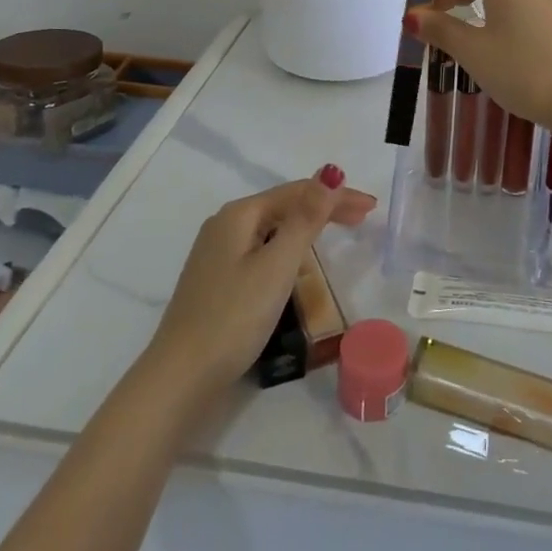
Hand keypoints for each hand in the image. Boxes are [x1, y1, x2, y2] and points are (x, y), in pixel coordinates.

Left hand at [147, 167, 375, 403]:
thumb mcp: (277, 266)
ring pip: (273, 227)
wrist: (180, 377)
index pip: (297, 192)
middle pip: (284, 205)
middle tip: (363, 217)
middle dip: (324, 207)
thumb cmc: (234, 317)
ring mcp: (218, 252)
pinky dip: (289, 245)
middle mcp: (226, 224)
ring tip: (338, 232)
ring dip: (308, 225)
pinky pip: (262, 247)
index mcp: (239, 214)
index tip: (370, 207)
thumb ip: (306, 219)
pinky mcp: (218, 278)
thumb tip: (329, 173)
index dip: (336, 195)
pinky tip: (298, 258)